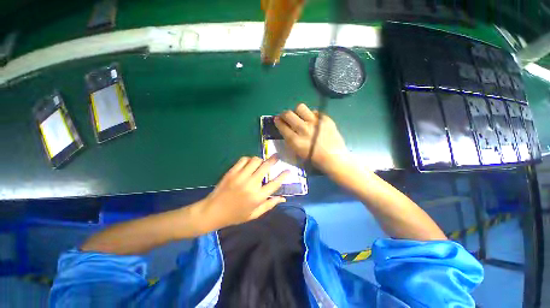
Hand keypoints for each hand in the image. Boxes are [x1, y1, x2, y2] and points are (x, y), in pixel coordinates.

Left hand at [199, 156, 288, 229]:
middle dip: (274, 160)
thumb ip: (269, 205)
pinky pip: (243, 160)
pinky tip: (249, 163)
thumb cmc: (235, 215)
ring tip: (261, 163)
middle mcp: (251, 185)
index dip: (284, 175)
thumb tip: (283, 198)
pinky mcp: (232, 172)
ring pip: (255, 160)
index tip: (289, 170)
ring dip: (260, 160)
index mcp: (258, 197)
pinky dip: (249, 159)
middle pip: (266, 167)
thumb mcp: (254, 214)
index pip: (275, 183)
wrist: (213, 211)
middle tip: (277, 156)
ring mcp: (240, 177)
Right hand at [274, 103, 347, 172]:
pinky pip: (314, 111)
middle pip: (288, 114)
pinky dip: (311, 115)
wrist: (334, 158)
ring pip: (300, 107)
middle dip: (284, 114)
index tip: (277, 119)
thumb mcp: (297, 152)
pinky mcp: (325, 119)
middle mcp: (303, 129)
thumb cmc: (314, 158)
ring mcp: (315, 123)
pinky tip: (312, 120)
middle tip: (286, 116)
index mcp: (295, 140)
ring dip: (297, 111)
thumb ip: (289, 139)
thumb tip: (285, 128)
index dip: (277, 121)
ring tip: (300, 116)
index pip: (282, 125)